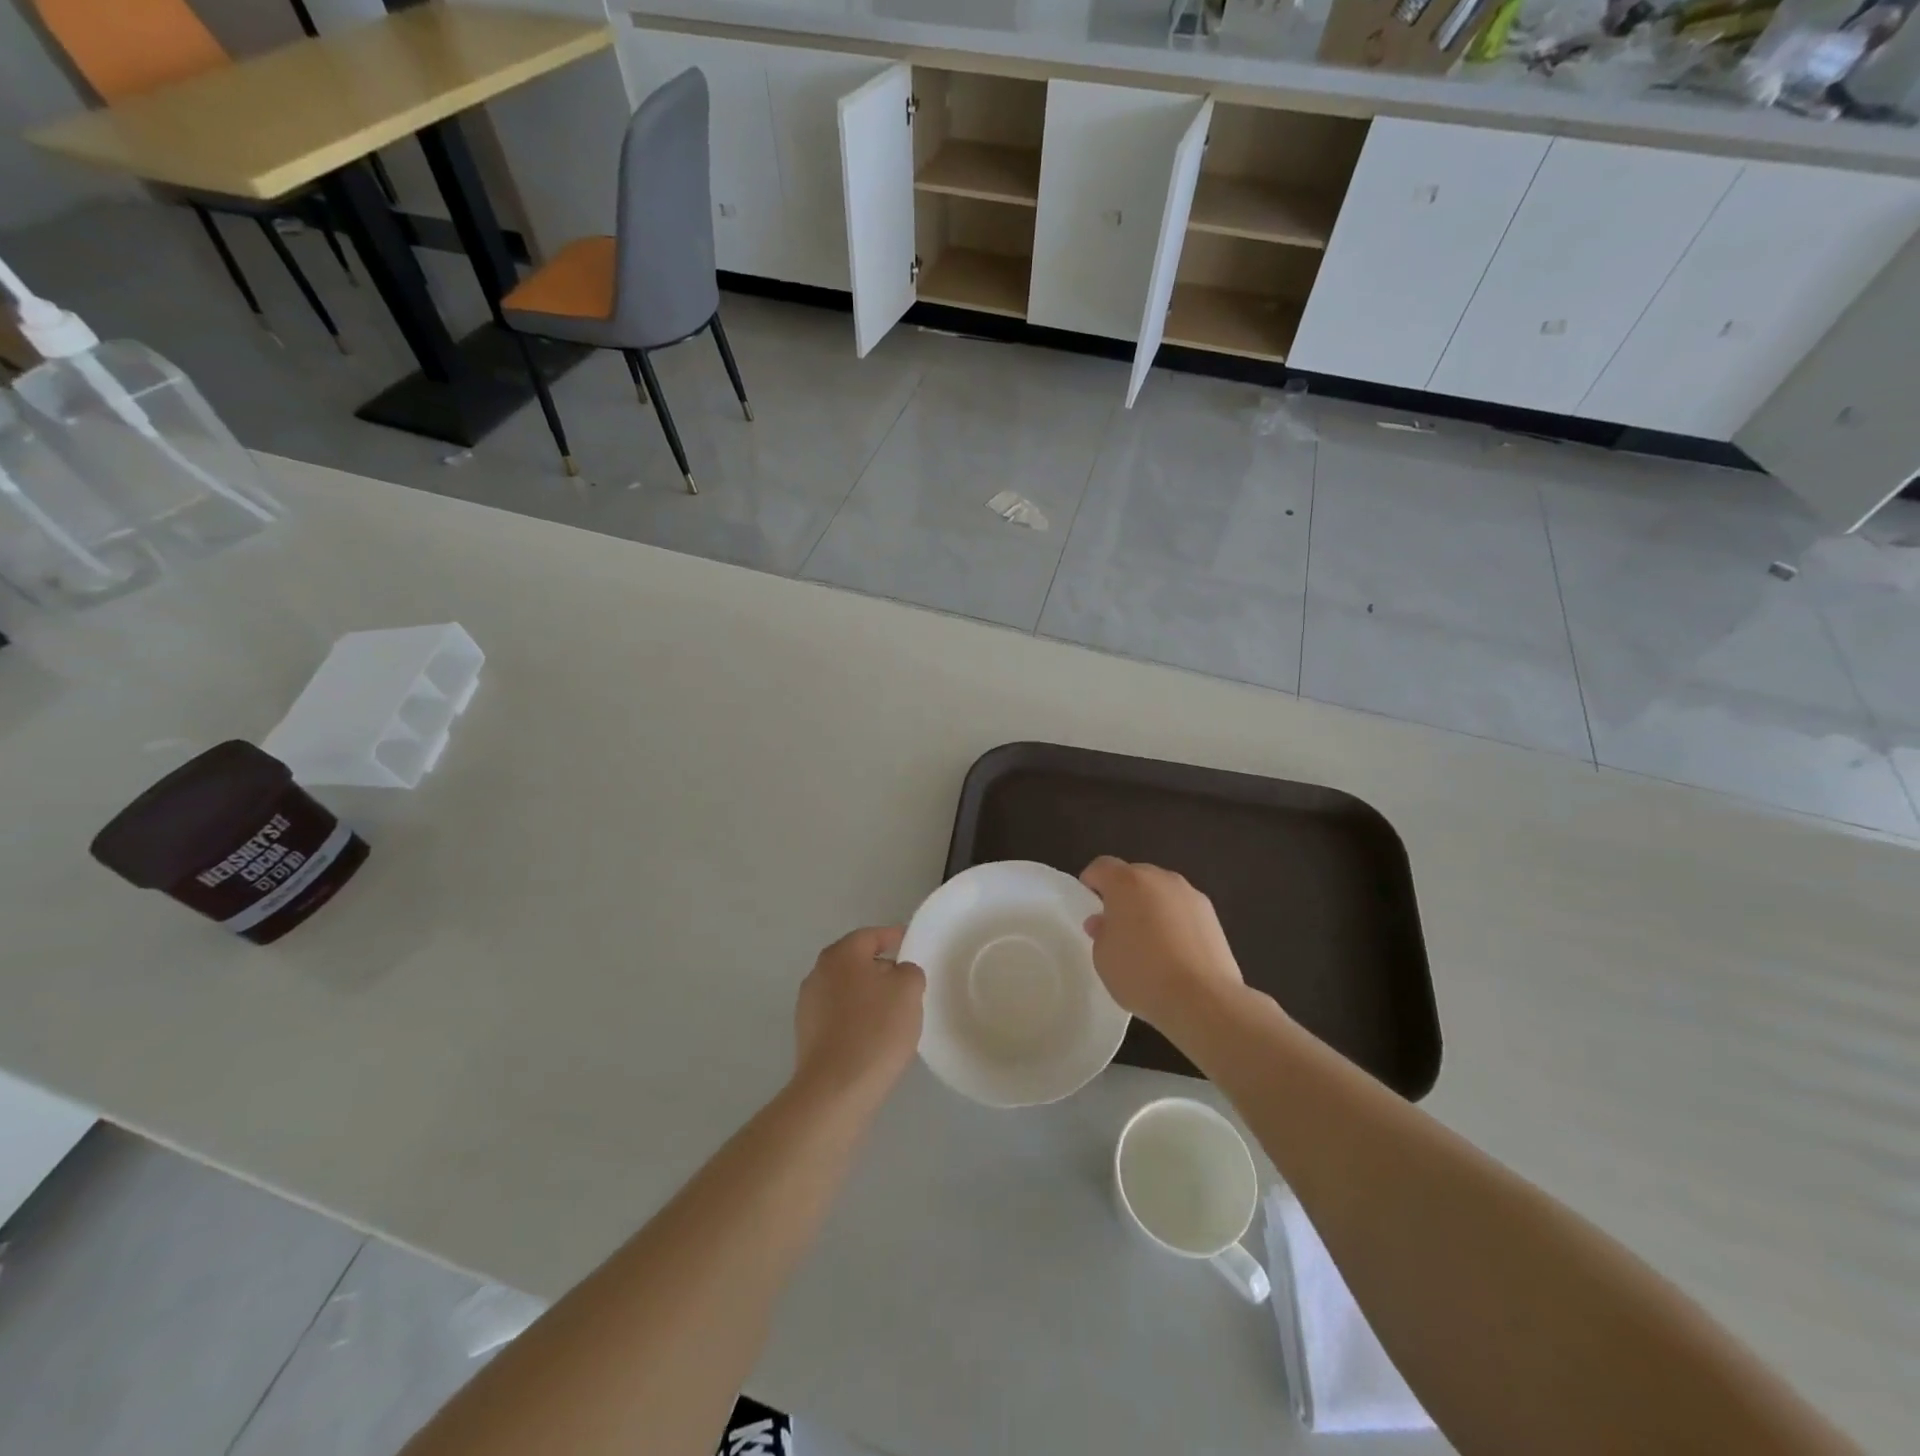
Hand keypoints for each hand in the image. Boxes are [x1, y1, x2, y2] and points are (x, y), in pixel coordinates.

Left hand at [792, 926, 926, 1109]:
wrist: (836, 1088)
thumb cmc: (876, 1029)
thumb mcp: (908, 990)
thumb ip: (909, 971)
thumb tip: (898, 973)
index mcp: (841, 955)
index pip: (871, 936)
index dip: (893, 937)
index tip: (910, 943)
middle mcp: (818, 973)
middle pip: (855, 962)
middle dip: (881, 968)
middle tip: (906, 982)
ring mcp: (808, 1005)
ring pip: (846, 989)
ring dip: (867, 995)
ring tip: (893, 1012)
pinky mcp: (807, 1035)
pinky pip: (838, 1015)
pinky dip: (856, 1017)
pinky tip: (873, 1036)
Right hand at [1080, 857, 1245, 1032]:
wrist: (1202, 999)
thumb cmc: (1141, 974)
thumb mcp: (1103, 958)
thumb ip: (1101, 933)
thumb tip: (1104, 922)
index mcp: (1126, 882)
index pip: (1102, 866)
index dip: (1091, 881)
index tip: (1088, 902)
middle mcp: (1159, 879)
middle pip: (1134, 876)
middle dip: (1123, 894)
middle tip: (1117, 924)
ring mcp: (1190, 894)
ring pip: (1161, 892)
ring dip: (1151, 906)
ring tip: (1148, 941)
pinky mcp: (1212, 915)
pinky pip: (1183, 910)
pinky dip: (1174, 922)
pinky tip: (1174, 952)